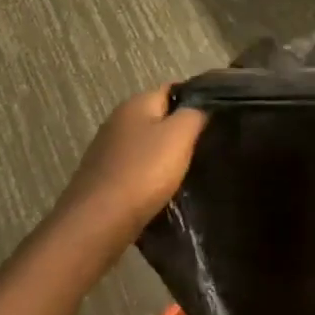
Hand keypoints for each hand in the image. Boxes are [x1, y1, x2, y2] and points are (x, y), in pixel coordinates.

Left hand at [51, 87, 207, 253]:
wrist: (97, 224)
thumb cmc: (143, 172)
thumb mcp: (180, 135)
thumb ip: (195, 114)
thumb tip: (202, 105)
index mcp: (135, 104)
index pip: (173, 90)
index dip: (197, 100)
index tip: (218, 118)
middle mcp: (118, 121)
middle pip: (160, 118)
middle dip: (182, 130)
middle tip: (208, 146)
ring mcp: (107, 151)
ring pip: (148, 146)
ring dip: (166, 156)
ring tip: (191, 171)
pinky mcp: (103, 179)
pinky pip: (136, 170)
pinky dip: (151, 177)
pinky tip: (164, 191)